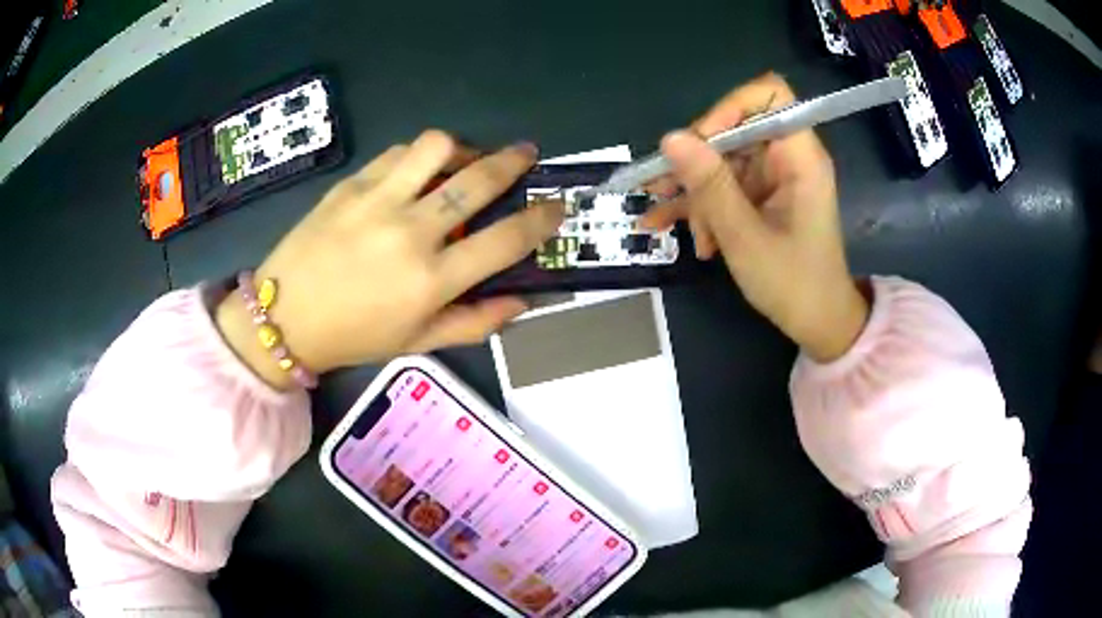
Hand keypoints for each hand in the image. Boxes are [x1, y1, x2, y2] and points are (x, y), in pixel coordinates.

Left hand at [217, 131, 562, 388]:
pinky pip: (397, 153)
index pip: (506, 240)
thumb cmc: (354, 336)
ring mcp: (377, 202)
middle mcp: (411, 233)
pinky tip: (418, 170)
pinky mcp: (351, 185)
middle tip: (527, 154)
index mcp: (432, 280)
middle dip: (514, 162)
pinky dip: (419, 156)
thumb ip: (476, 323)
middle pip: (478, 181)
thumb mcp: (418, 342)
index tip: (557, 206)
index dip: (542, 219)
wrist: (284, 316)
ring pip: (437, 147)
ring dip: (462, 149)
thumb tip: (523, 301)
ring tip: (464, 160)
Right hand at [642, 74, 867, 362]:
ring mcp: (772, 178)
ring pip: (721, 161)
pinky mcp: (760, 197)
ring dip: (692, 191)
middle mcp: (786, 158)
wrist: (816, 323)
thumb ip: (710, 185)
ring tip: (663, 221)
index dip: (729, 108)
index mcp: (799, 158)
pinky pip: (723, 186)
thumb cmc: (793, 284)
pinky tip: (668, 226)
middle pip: (733, 129)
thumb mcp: (745, 237)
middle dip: (697, 162)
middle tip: (664, 189)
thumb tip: (670, 138)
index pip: (768, 96)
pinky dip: (699, 205)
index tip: (700, 143)